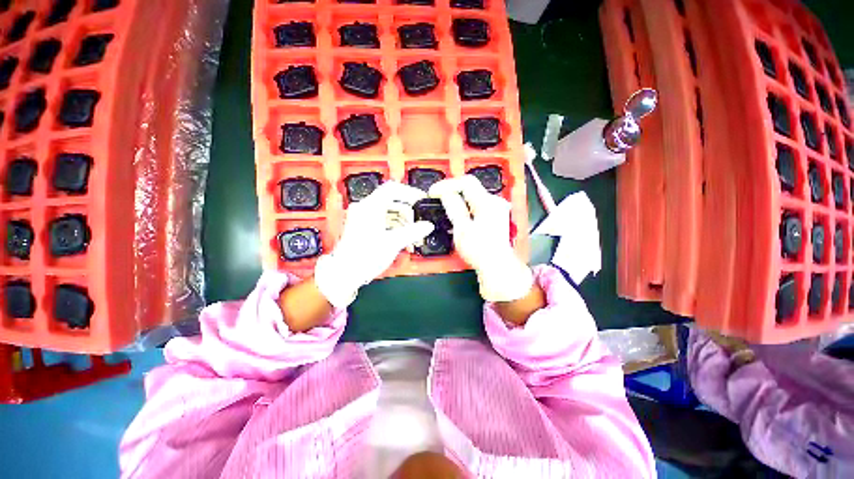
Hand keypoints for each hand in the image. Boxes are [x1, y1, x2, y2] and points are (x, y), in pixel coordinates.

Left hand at [315, 181, 433, 307]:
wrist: (346, 273)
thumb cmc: (365, 257)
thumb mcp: (393, 243)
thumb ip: (413, 232)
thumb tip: (428, 226)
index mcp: (370, 206)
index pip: (393, 189)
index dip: (410, 193)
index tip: (421, 201)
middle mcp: (365, 208)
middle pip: (392, 201)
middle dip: (408, 213)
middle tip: (419, 225)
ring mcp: (362, 217)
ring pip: (389, 212)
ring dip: (403, 222)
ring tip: (413, 236)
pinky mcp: (363, 226)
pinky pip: (383, 220)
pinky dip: (394, 227)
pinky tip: (403, 239)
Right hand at [429, 175, 533, 302]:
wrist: (496, 266)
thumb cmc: (480, 250)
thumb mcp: (462, 229)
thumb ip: (454, 208)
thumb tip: (445, 193)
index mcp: (487, 203)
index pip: (466, 182)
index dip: (447, 184)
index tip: (434, 192)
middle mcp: (495, 202)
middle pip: (470, 187)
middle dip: (451, 191)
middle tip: (437, 198)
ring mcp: (496, 208)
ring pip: (473, 196)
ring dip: (457, 198)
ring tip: (444, 205)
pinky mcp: (495, 215)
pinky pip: (477, 204)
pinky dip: (465, 206)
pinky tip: (457, 214)